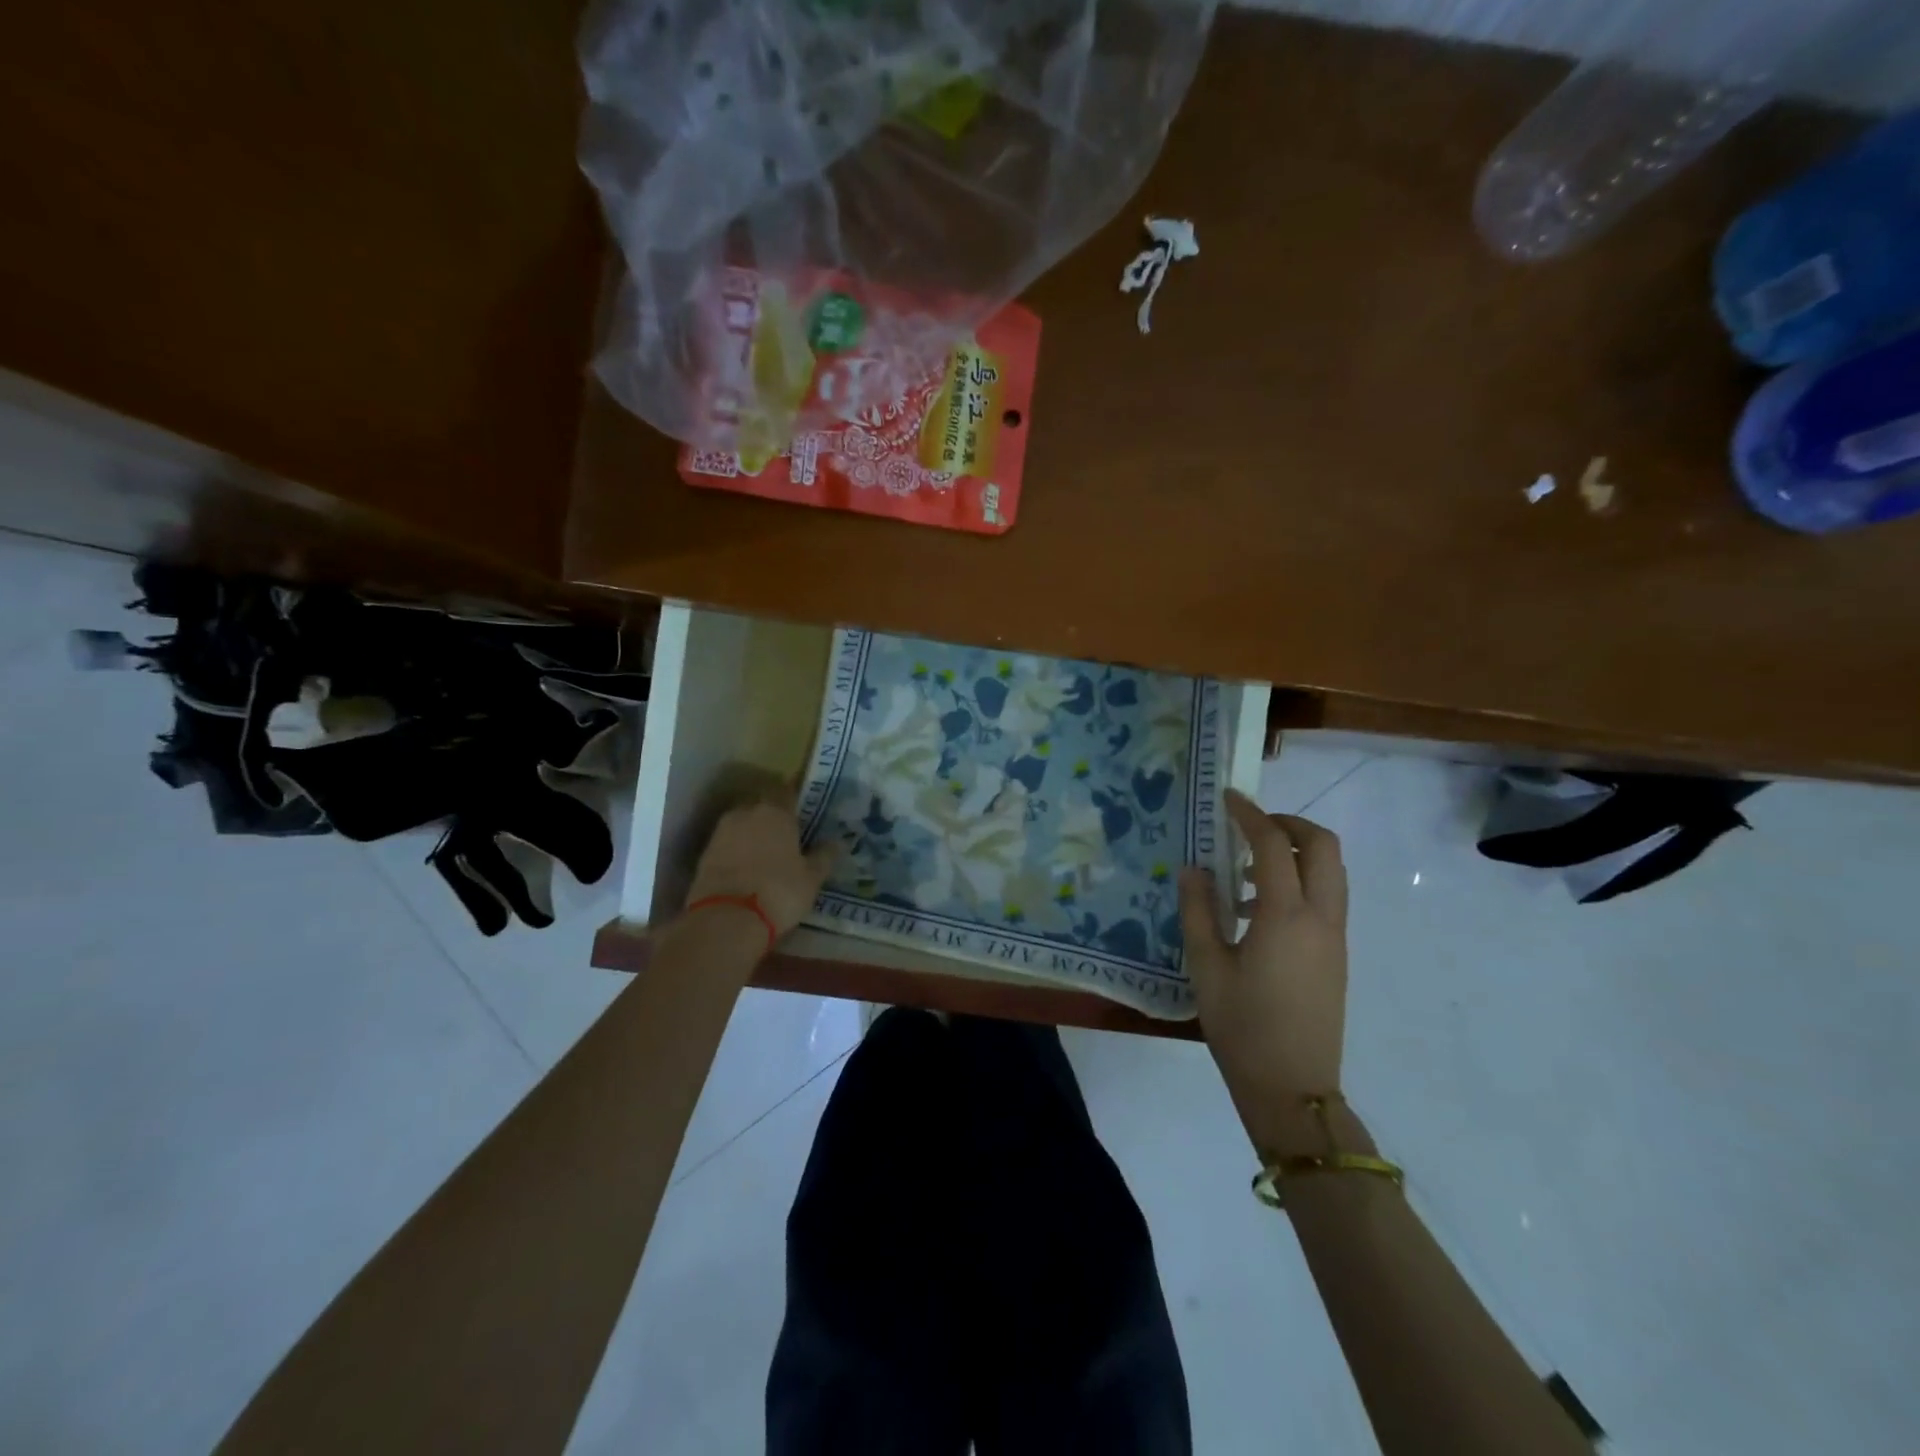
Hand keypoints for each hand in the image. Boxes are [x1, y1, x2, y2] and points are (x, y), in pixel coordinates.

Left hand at [685, 795, 837, 937]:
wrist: (726, 919)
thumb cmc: (779, 891)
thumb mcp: (812, 878)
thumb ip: (824, 856)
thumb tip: (837, 842)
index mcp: (776, 811)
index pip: (786, 792)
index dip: (794, 801)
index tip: (802, 813)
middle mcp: (746, 813)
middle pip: (761, 807)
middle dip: (772, 818)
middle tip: (786, 836)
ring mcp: (721, 832)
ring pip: (742, 825)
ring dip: (752, 835)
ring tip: (765, 855)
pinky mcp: (704, 854)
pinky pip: (727, 844)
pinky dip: (736, 852)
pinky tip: (746, 869)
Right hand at [1180, 790, 1350, 1155]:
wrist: (1293, 1089)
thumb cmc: (1241, 1027)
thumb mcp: (1206, 966)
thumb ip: (1198, 910)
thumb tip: (1193, 868)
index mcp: (1286, 916)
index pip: (1272, 846)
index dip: (1250, 815)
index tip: (1227, 797)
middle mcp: (1321, 917)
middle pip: (1322, 846)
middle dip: (1288, 824)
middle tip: (1249, 827)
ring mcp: (1335, 937)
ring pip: (1331, 871)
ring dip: (1296, 854)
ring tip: (1244, 873)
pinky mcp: (1337, 955)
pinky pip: (1327, 898)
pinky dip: (1300, 881)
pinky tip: (1256, 911)